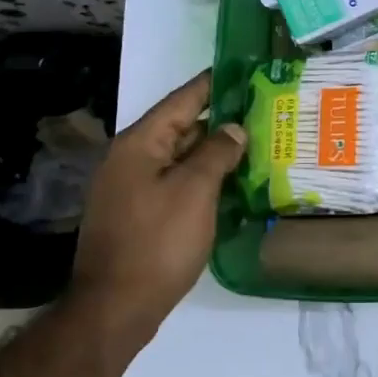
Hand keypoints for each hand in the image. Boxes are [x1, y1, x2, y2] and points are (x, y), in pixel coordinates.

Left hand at [68, 70, 246, 346]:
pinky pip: (174, 183)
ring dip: (212, 152)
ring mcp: (131, 188)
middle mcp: (130, 158)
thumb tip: (233, 128)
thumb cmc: (157, 242)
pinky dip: (201, 179)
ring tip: (255, 145)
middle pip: (180, 128)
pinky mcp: (137, 214)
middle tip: (262, 113)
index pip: (182, 100)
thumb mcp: (194, 191)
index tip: (243, 70)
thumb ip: (216, 153)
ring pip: (179, 158)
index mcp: (140, 143)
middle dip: (219, 121)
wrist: (115, 307)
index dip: (213, 84)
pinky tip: (230, 184)